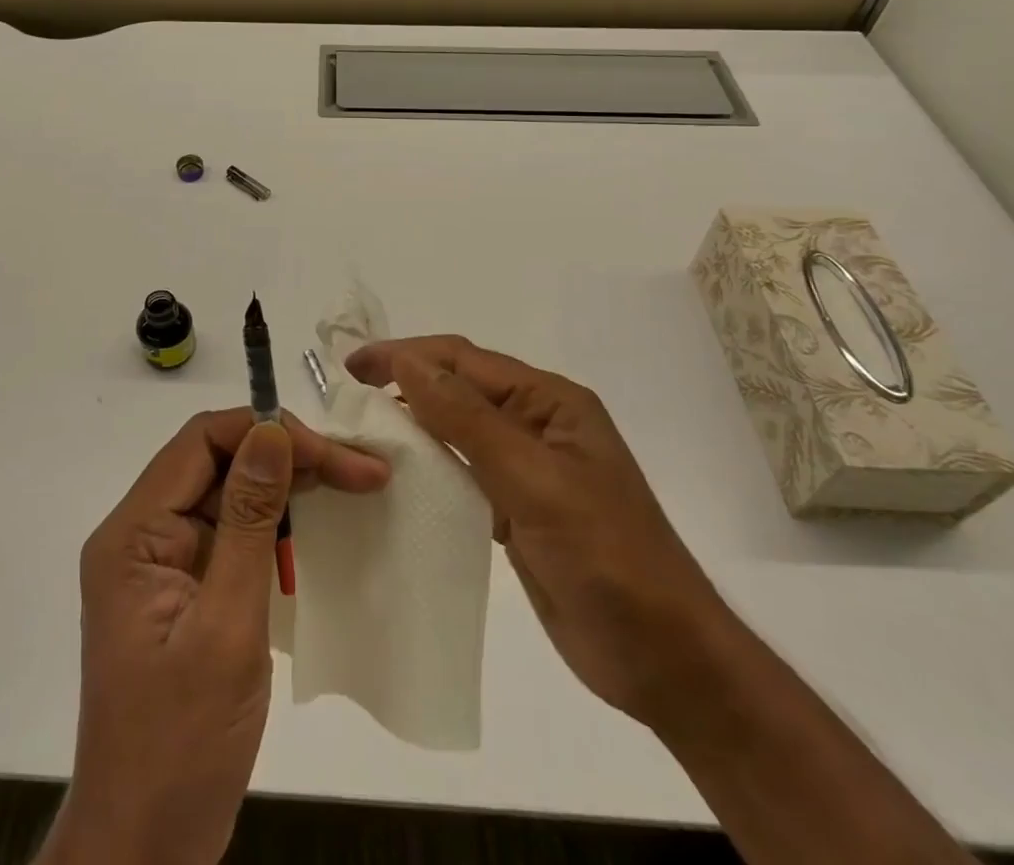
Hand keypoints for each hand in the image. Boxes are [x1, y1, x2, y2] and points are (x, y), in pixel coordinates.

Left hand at [39, 410, 390, 864]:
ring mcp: (162, 564)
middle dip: (288, 456)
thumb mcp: (226, 625)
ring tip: (352, 485)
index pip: (201, 441)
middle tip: (361, 470)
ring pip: (228, 493)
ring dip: (287, 486)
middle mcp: (141, 535)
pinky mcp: (184, 590)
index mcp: (133, 533)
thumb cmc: (181, 744)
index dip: (266, 431)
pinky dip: (276, 524)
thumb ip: (249, 521)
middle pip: (217, 462)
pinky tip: (317, 527)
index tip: (332, 453)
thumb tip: (272, 432)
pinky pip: (231, 533)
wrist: (145, 850)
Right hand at [346, 337, 728, 726]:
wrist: (665, 659)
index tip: (352, 365)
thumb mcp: (535, 480)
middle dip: (406, 383)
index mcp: (550, 401)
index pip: (464, 361)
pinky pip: (464, 472)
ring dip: (414, 424)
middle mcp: (538, 423)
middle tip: (348, 395)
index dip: (406, 355)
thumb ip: (469, 419)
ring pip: (458, 430)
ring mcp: (528, 468)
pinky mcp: (518, 509)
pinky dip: (430, 467)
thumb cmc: (606, 556)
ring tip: (363, 430)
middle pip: (460, 388)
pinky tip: (400, 477)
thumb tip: (408, 362)